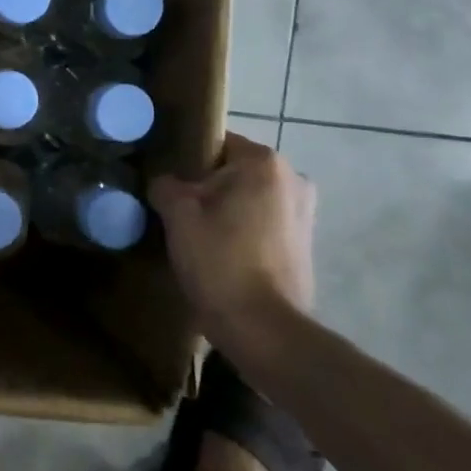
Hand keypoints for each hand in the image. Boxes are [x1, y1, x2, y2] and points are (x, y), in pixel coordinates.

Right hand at [150, 133, 315, 340]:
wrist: (262, 328)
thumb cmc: (219, 259)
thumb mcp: (177, 214)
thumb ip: (166, 184)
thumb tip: (165, 183)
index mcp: (264, 163)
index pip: (216, 142)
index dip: (186, 159)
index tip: (165, 180)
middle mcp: (294, 179)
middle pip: (234, 171)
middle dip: (206, 186)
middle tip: (175, 209)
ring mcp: (305, 213)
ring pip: (250, 198)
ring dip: (225, 210)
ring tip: (196, 234)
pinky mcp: (305, 245)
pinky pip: (263, 223)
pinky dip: (243, 231)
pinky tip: (220, 253)